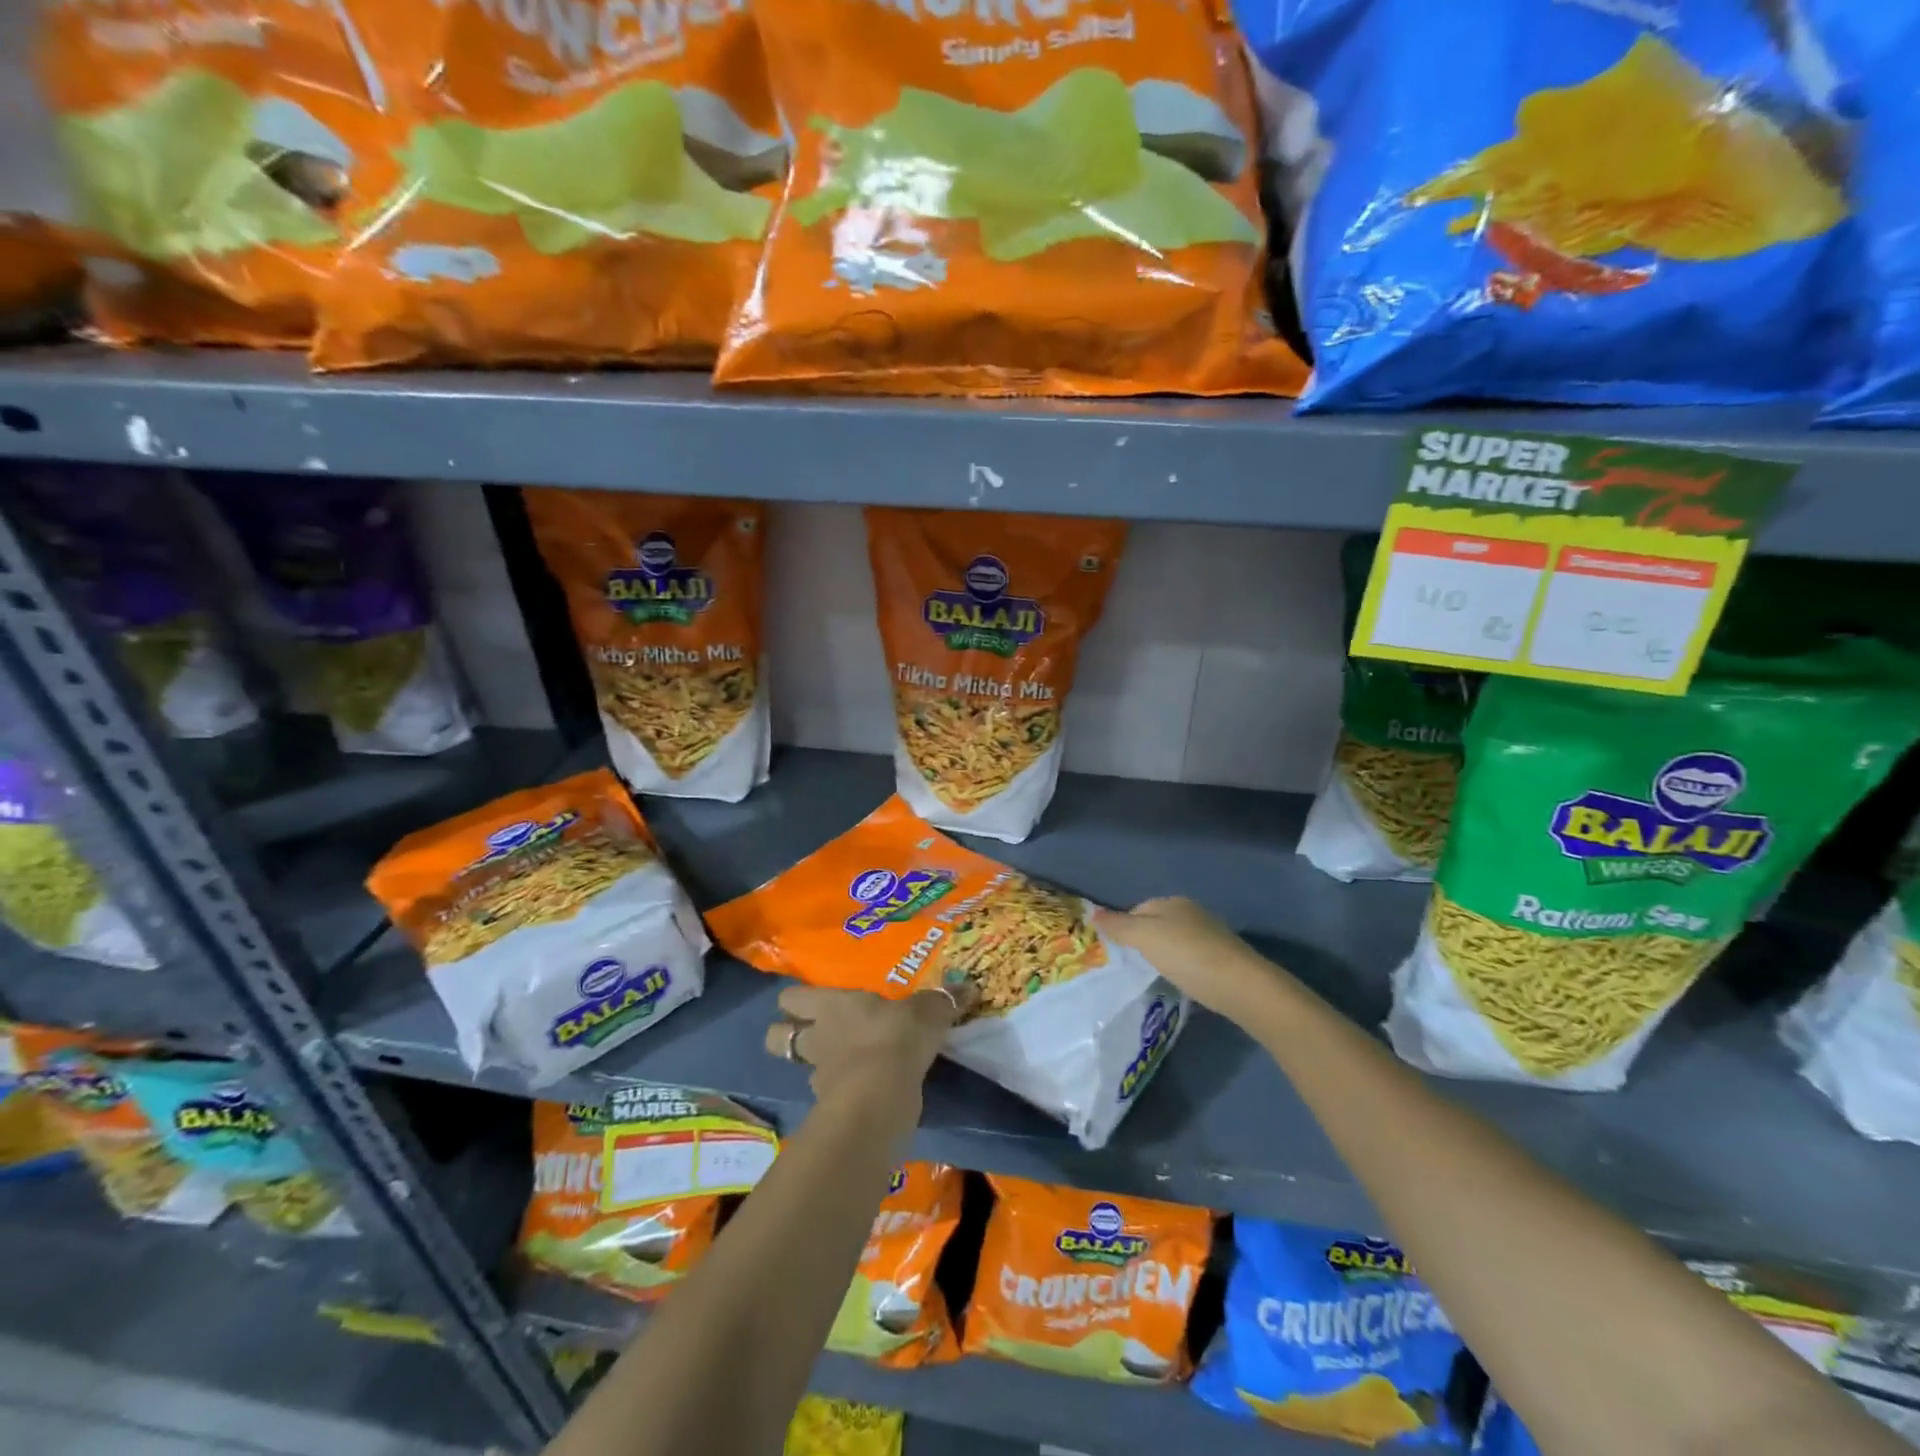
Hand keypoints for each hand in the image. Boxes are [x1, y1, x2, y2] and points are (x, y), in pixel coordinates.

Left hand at [761, 983, 973, 1104]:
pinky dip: (839, 1093)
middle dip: (786, 1034)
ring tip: (837, 1065)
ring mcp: (819, 1074)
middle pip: (778, 1037)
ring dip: (816, 1066)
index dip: (794, 999)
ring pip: (800, 1068)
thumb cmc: (895, 1039)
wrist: (880, 1097)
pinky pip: (828, 1096)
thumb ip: (942, 1001)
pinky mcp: (831, 1108)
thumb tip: (968, 987)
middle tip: (808, 1032)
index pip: (793, 997)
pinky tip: (858, 1090)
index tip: (803, 1000)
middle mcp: (818, 1036)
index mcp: (832, 1005)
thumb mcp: (926, 1013)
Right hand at [1094, 897, 1291, 1027]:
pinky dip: (1183, 965)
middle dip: (1144, 939)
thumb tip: (1092, 913)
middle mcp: (1192, 912)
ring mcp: (1211, 934)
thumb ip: (1119, 926)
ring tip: (1155, 974)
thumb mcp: (1145, 938)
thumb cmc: (1187, 956)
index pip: (1138, 908)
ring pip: (1176, 940)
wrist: (1241, 985)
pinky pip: (1193, 956)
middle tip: (1133, 964)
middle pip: (1158, 922)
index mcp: (1172, 902)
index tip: (1117, 951)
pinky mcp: (1224, 957)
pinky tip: (1182, 980)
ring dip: (1165, 953)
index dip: (1124, 927)